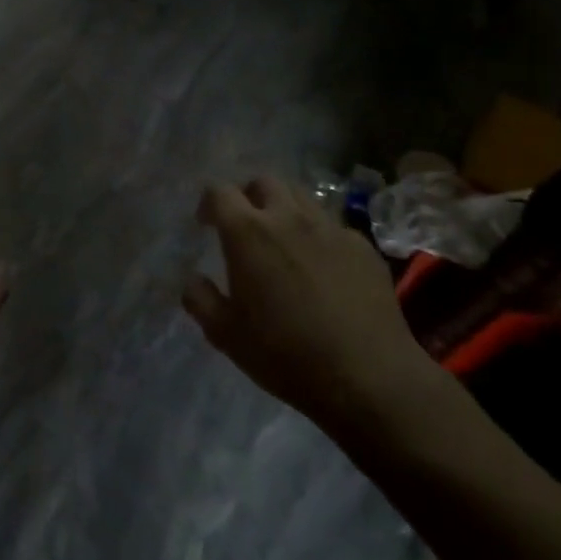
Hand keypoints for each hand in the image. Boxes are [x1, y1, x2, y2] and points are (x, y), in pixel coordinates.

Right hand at [183, 176, 439, 439]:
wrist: (369, 378)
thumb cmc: (286, 354)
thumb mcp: (226, 335)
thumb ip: (200, 299)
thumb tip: (191, 279)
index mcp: (248, 233)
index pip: (219, 191)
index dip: (208, 203)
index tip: (206, 225)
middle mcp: (288, 217)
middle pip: (263, 182)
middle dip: (248, 196)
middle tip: (245, 226)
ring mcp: (330, 228)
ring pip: (301, 197)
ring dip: (284, 209)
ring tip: (283, 241)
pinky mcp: (362, 247)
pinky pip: (333, 226)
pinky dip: (319, 235)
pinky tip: (322, 268)